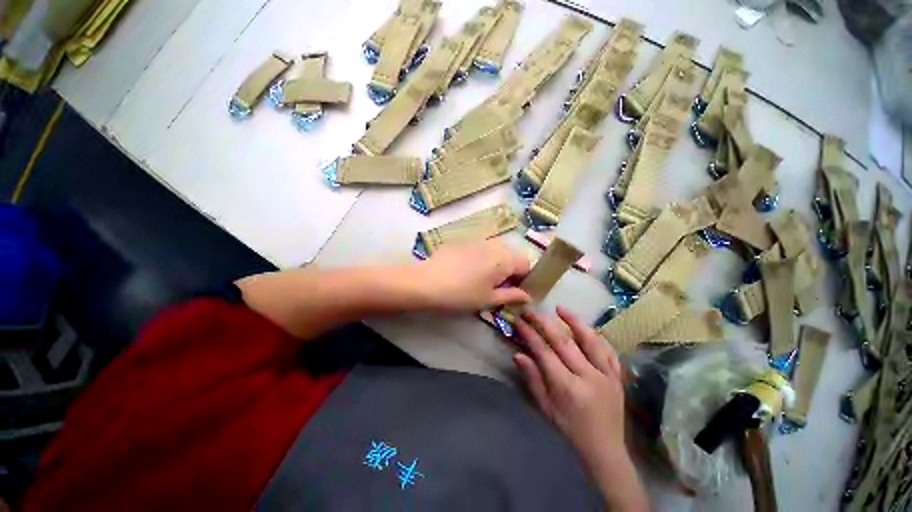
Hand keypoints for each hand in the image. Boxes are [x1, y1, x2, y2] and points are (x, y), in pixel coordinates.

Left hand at [413, 240, 530, 310]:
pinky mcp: (463, 241)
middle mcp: (494, 245)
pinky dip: (480, 258)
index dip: (524, 278)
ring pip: (496, 251)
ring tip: (479, 278)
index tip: (513, 290)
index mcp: (505, 259)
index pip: (526, 264)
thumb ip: (512, 296)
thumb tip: (527, 296)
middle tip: (496, 287)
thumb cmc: (461, 294)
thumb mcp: (488, 299)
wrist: (426, 282)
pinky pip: (480, 248)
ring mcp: (478, 240)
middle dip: (509, 270)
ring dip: (495, 263)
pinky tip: (465, 270)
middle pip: (511, 255)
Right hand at [514, 307, 648, 510]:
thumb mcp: (546, 409)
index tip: (520, 321)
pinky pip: (608, 350)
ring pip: (590, 341)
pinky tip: (586, 327)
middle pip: (564, 341)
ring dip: (574, 322)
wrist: (605, 451)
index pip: (544, 352)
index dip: (530, 334)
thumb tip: (518, 354)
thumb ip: (533, 379)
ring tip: (560, 308)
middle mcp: (588, 377)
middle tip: (532, 311)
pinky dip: (596, 336)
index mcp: (567, 388)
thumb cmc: (569, 430)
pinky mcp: (617, 377)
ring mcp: (606, 375)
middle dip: (544, 323)